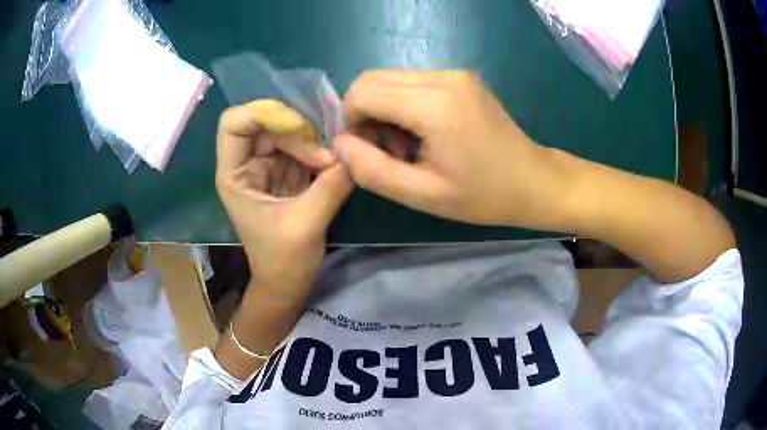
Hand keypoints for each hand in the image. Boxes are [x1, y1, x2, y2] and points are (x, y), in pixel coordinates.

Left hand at [216, 100, 351, 302]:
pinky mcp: (285, 174)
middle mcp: (246, 165)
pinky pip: (301, 148)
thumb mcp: (307, 224)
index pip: (234, 123)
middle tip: (326, 156)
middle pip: (266, 123)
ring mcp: (266, 168)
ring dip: (312, 143)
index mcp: (234, 175)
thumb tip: (356, 152)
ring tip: (333, 164)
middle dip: (297, 132)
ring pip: (287, 133)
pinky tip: (333, 166)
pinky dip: (319, 152)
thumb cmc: (284, 261)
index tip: (297, 128)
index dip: (262, 114)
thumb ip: (331, 185)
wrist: (287, 285)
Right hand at [335, 70, 569, 229]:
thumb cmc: (484, 196)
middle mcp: (442, 77)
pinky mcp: (460, 77)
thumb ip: (373, 170)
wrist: (534, 181)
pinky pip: (412, 82)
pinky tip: (423, 133)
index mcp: (434, 105)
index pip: (362, 92)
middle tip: (388, 151)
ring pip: (390, 79)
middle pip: (372, 79)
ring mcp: (454, 73)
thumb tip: (339, 144)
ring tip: (408, 146)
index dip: (351, 121)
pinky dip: (403, 105)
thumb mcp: (423, 195)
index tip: (367, 152)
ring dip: (384, 110)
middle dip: (365, 114)